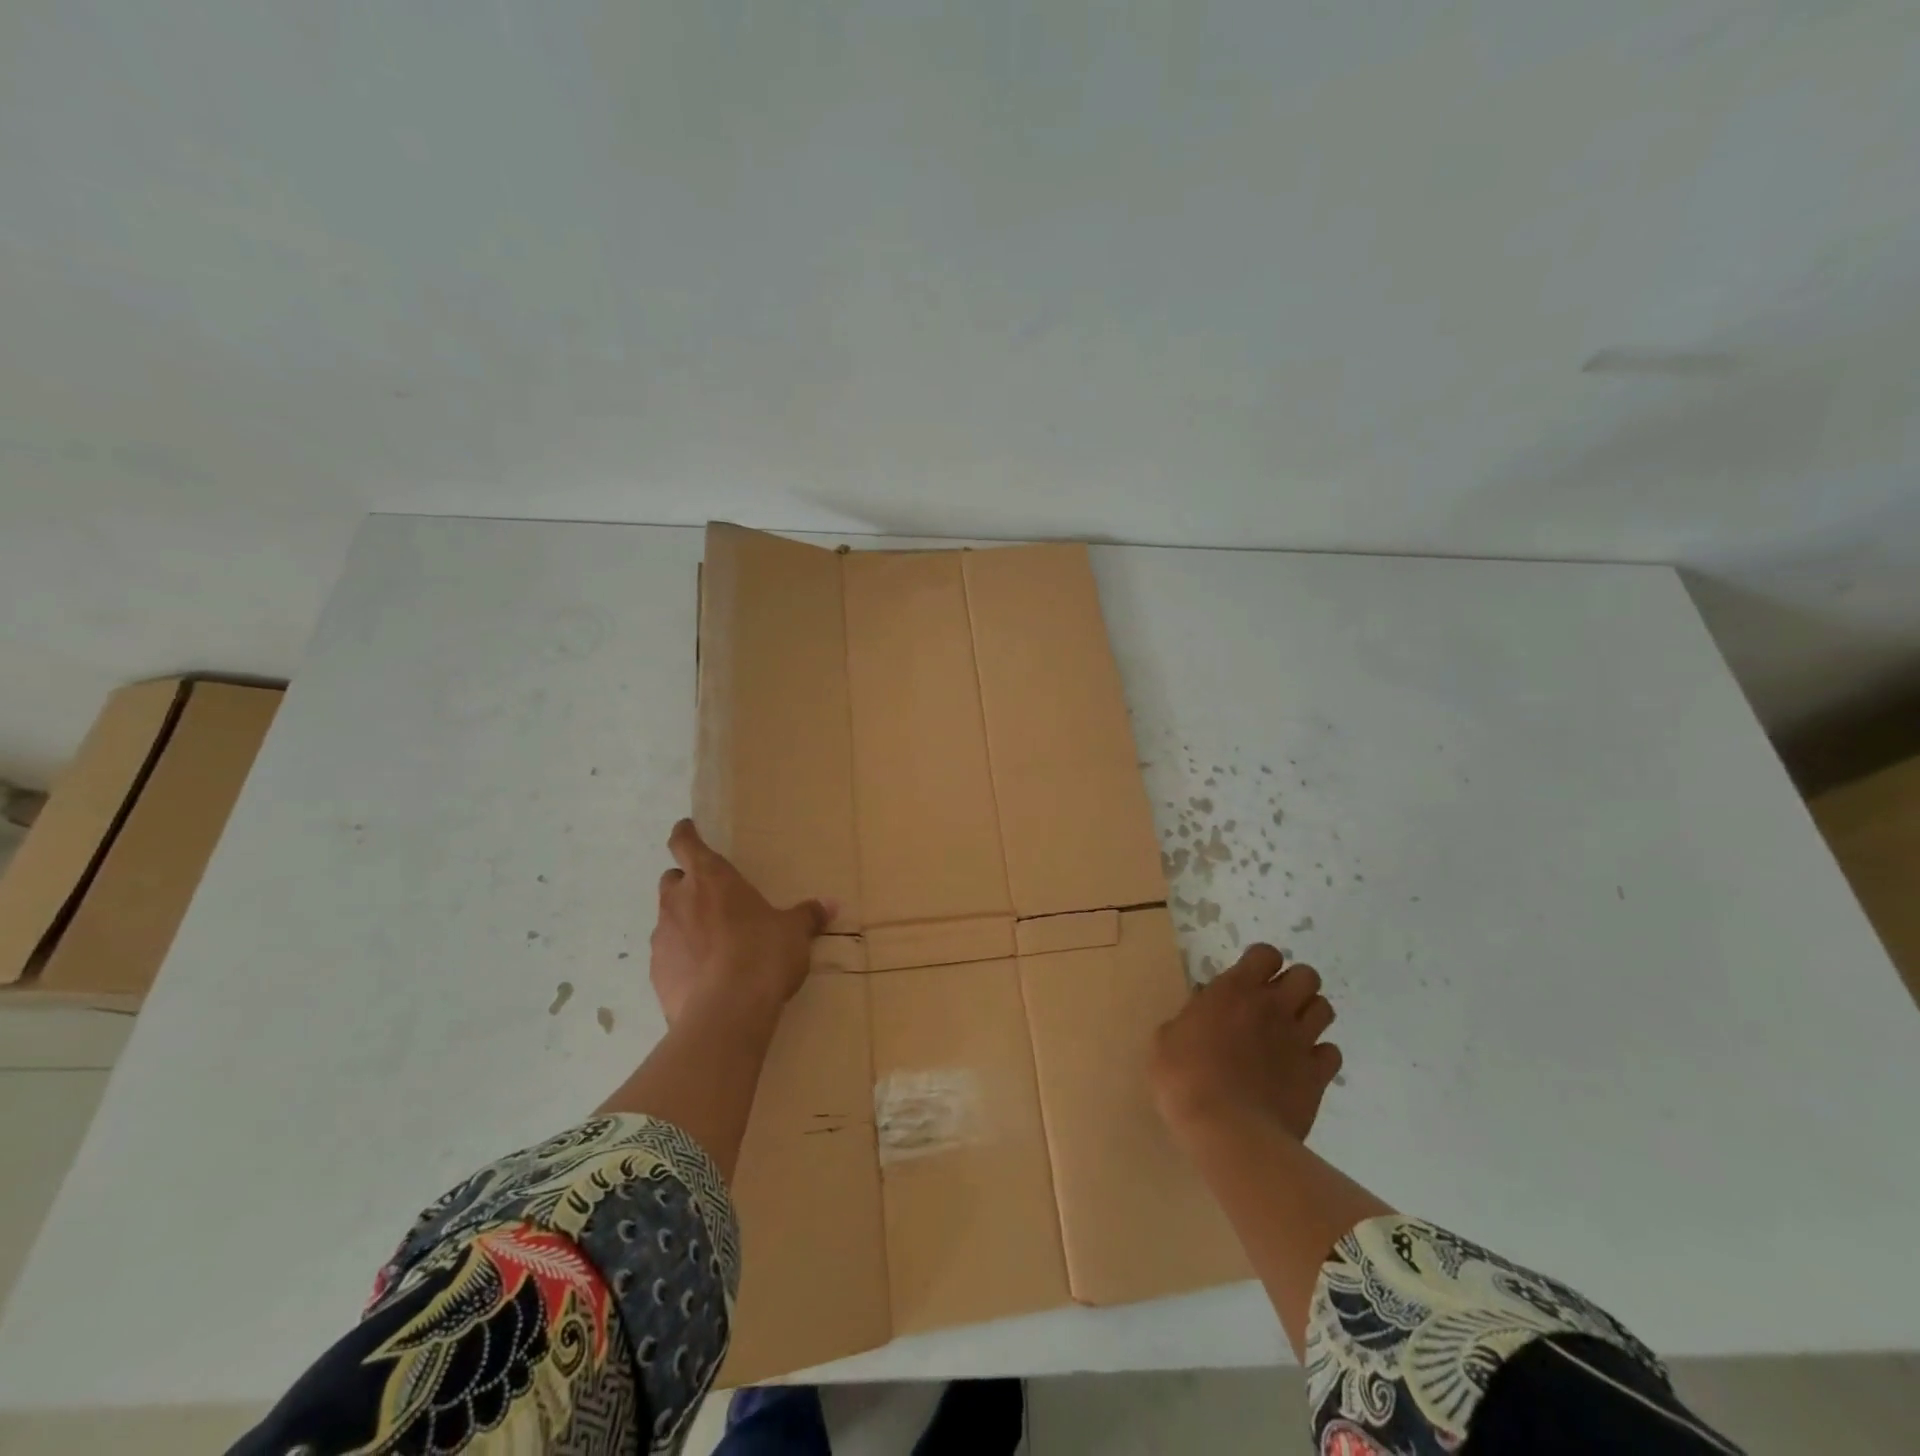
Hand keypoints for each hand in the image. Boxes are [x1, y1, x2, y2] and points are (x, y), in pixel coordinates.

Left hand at [649, 819, 832, 1026]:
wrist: (726, 1012)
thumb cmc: (763, 953)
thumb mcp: (794, 932)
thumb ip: (807, 916)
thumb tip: (830, 905)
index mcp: (711, 878)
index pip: (685, 843)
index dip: (685, 834)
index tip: (687, 829)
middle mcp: (679, 901)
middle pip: (672, 880)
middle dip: (687, 885)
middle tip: (713, 898)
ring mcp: (662, 939)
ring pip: (668, 920)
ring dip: (685, 924)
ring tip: (714, 944)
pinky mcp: (657, 975)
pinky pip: (668, 958)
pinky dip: (682, 960)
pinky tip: (705, 978)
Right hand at [1151, 944, 1341, 1143]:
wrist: (1227, 1129)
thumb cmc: (1184, 1077)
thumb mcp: (1167, 1038)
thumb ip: (1190, 1018)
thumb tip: (1200, 1015)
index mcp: (1235, 990)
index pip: (1266, 954)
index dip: (1261, 963)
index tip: (1249, 979)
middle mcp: (1273, 1006)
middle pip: (1307, 975)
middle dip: (1294, 984)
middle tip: (1275, 1004)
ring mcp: (1299, 1040)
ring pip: (1325, 1009)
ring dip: (1309, 1015)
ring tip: (1290, 1032)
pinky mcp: (1317, 1076)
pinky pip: (1331, 1054)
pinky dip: (1319, 1056)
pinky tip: (1300, 1067)